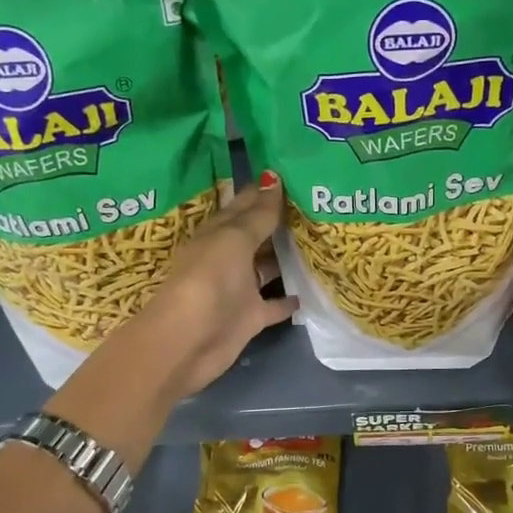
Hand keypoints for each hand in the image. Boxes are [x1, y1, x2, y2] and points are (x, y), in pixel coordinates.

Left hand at [122, 175, 298, 399]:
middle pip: (258, 236)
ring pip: (268, 268)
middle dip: (281, 223)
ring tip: (322, 241)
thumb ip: (259, 214)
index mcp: (218, 233)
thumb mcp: (234, 239)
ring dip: (288, 258)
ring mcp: (239, 289)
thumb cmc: (209, 278)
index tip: (295, 173)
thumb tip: (274, 178)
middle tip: (318, 204)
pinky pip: (275, 304)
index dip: (264, 191)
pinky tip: (313, 288)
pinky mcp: (250, 317)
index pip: (243, 206)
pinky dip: (289, 298)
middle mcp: (228, 258)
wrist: (190, 339)